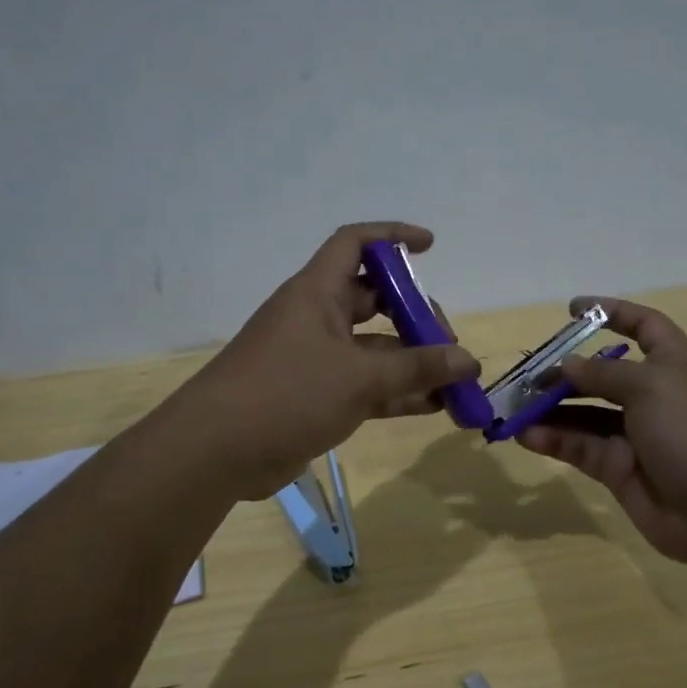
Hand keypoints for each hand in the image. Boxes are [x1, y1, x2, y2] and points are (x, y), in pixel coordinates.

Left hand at [177, 223, 480, 499]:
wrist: (217, 451)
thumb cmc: (286, 393)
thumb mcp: (358, 378)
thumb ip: (417, 369)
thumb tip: (469, 361)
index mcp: (317, 293)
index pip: (355, 244)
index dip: (392, 236)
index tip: (430, 247)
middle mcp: (317, 318)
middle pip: (374, 300)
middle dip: (414, 315)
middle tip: (448, 342)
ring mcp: (316, 359)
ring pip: (374, 350)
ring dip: (413, 363)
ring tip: (456, 382)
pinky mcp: (316, 396)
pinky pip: (366, 385)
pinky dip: (397, 392)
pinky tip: (435, 406)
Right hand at [518, 297, 686, 570]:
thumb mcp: (652, 387)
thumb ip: (603, 374)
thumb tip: (567, 365)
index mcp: (674, 364)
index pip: (643, 326)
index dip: (612, 313)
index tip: (573, 309)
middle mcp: (654, 396)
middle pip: (603, 375)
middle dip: (565, 372)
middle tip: (526, 376)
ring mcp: (636, 435)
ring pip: (584, 414)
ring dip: (550, 409)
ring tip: (514, 407)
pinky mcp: (620, 470)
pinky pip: (580, 448)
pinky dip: (554, 440)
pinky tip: (526, 436)